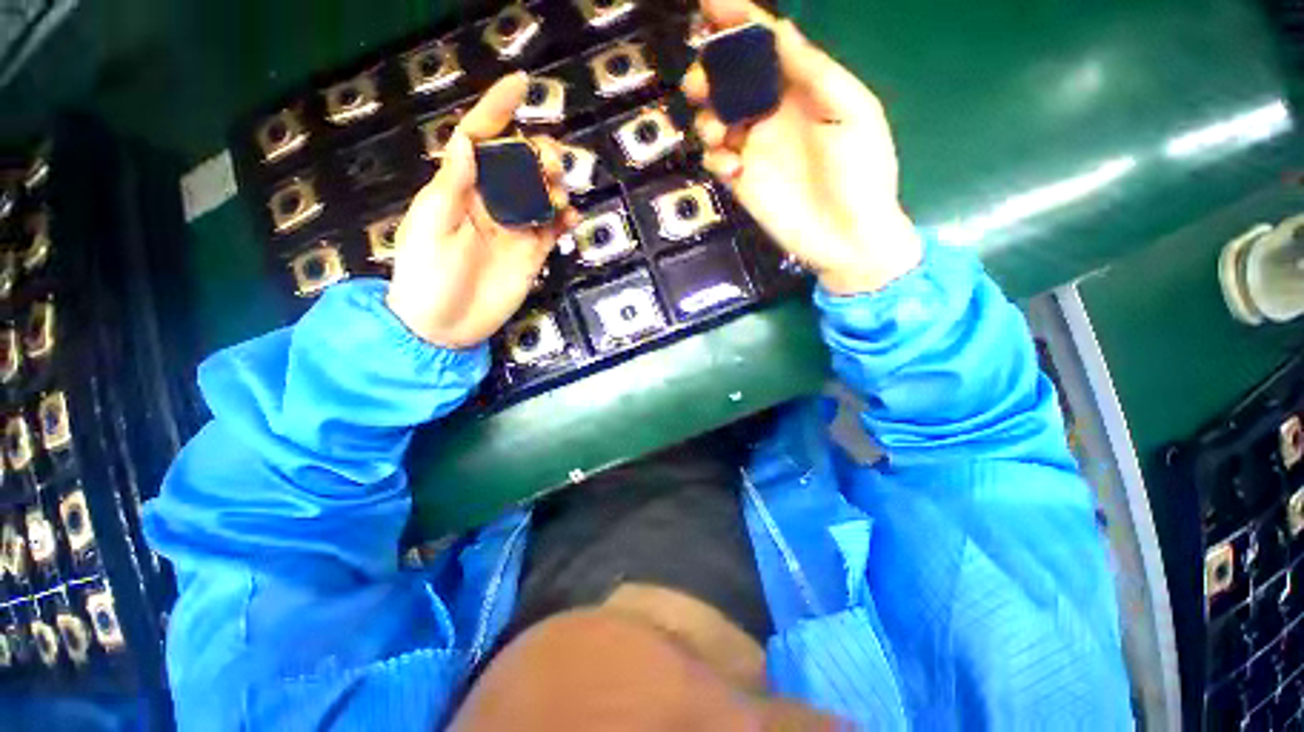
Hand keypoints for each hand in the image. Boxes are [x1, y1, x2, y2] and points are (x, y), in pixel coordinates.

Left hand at [386, 73, 575, 347]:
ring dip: (553, 186)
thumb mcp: (430, 228)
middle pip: (519, 166)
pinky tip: (572, 218)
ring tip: (558, 194)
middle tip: (549, 164)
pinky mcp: (532, 254)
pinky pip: (552, 231)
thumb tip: (465, 139)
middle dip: (536, 155)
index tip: (520, 84)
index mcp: (460, 191)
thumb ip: (452, 186)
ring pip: (540, 195)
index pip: (478, 141)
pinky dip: (565, 221)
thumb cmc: (427, 277)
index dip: (497, 111)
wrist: (445, 327)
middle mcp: (490, 204)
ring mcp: (514, 230)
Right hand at [683, 0, 922, 294]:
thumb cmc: (862, 173)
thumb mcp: (852, 113)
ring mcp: (754, 150)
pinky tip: (734, 171)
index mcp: (801, 89)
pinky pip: (716, 160)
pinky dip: (716, 159)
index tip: (710, 4)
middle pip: (730, 82)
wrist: (848, 236)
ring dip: (708, 118)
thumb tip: (780, 32)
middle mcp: (772, 114)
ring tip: (721, 133)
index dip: (738, 22)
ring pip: (714, 119)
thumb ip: (816, 73)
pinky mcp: (741, 182)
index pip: (765, 47)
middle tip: (703, 85)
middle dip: (711, 74)